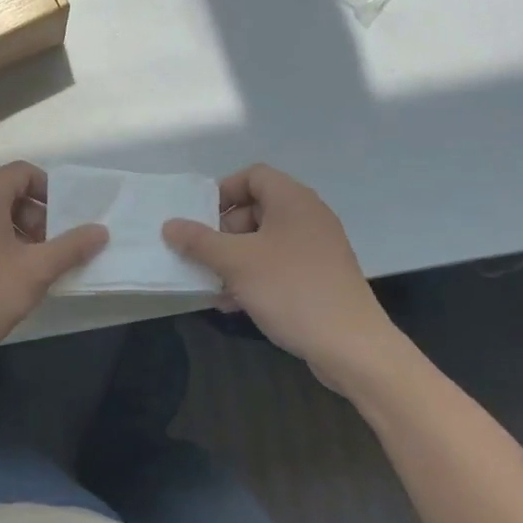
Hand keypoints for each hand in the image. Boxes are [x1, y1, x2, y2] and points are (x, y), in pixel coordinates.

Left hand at [0, 161, 108, 368]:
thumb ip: (71, 247)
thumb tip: (101, 230)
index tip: (67, 220)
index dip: (50, 190)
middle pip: (9, 191)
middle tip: (53, 248)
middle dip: (37, 215)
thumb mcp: (35, 271)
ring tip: (35, 267)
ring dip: (20, 232)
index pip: (23, 172)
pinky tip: (8, 278)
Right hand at [162, 164, 405, 395]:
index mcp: (293, 200)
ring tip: (212, 285)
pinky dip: (254, 277)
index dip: (223, 192)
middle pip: (256, 209)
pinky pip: (279, 265)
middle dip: (223, 232)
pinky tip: (234, 304)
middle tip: (204, 256)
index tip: (200, 219)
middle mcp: (308, 217)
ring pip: (264, 242)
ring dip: (234, 259)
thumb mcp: (236, 263)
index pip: (253, 175)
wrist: (352, 347)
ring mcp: (317, 249)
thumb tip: (169, 225)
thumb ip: (199, 241)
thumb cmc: (291, 290)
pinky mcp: (320, 277)